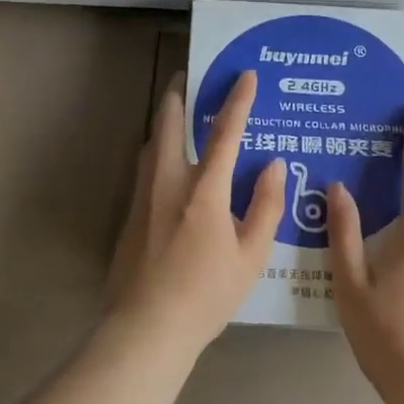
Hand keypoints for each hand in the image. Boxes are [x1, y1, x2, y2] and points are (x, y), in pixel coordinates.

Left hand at [105, 71, 285, 359]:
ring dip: (166, 118)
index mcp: (203, 189)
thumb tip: (273, 165)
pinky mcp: (130, 212)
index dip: (238, 101)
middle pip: (170, 121)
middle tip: (190, 76)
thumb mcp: (250, 256)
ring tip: (181, 111)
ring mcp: (144, 194)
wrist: (145, 328)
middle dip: (179, 92)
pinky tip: (170, 161)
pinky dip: (160, 147)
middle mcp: (168, 180)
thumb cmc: (205, 294)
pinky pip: (147, 164)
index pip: (224, 132)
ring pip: (153, 141)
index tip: (246, 75)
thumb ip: (265, 206)